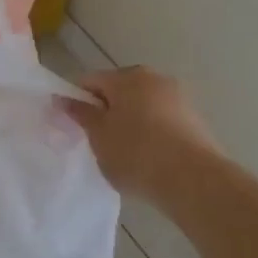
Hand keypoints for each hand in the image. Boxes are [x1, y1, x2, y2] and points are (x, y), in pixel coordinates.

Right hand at [64, 67, 220, 201]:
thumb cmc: (136, 154)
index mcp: (126, 77)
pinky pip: (162, 119)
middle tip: (100, 141)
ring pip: (142, 105)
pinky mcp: (194, 119)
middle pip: (119, 90)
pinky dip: (152, 132)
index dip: (78, 101)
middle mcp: (153, 78)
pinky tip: (150, 158)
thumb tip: (62, 98)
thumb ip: (80, 114)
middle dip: (107, 110)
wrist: (194, 180)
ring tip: (127, 153)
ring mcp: (177, 97)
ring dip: (131, 121)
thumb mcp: (99, 136)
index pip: (91, 81)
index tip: (76, 127)